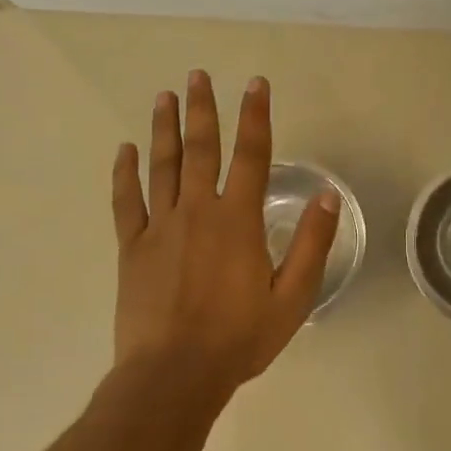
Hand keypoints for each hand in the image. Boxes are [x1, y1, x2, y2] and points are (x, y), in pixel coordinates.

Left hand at [111, 71, 338, 402]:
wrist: (173, 375)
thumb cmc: (239, 338)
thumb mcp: (292, 298)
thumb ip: (312, 245)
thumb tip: (326, 196)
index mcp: (238, 220)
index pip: (251, 155)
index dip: (256, 117)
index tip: (255, 84)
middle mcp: (198, 212)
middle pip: (201, 149)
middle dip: (203, 109)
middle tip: (198, 75)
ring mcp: (160, 227)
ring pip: (162, 166)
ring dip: (164, 128)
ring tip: (165, 96)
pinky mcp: (132, 248)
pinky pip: (127, 201)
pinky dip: (124, 173)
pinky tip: (124, 150)